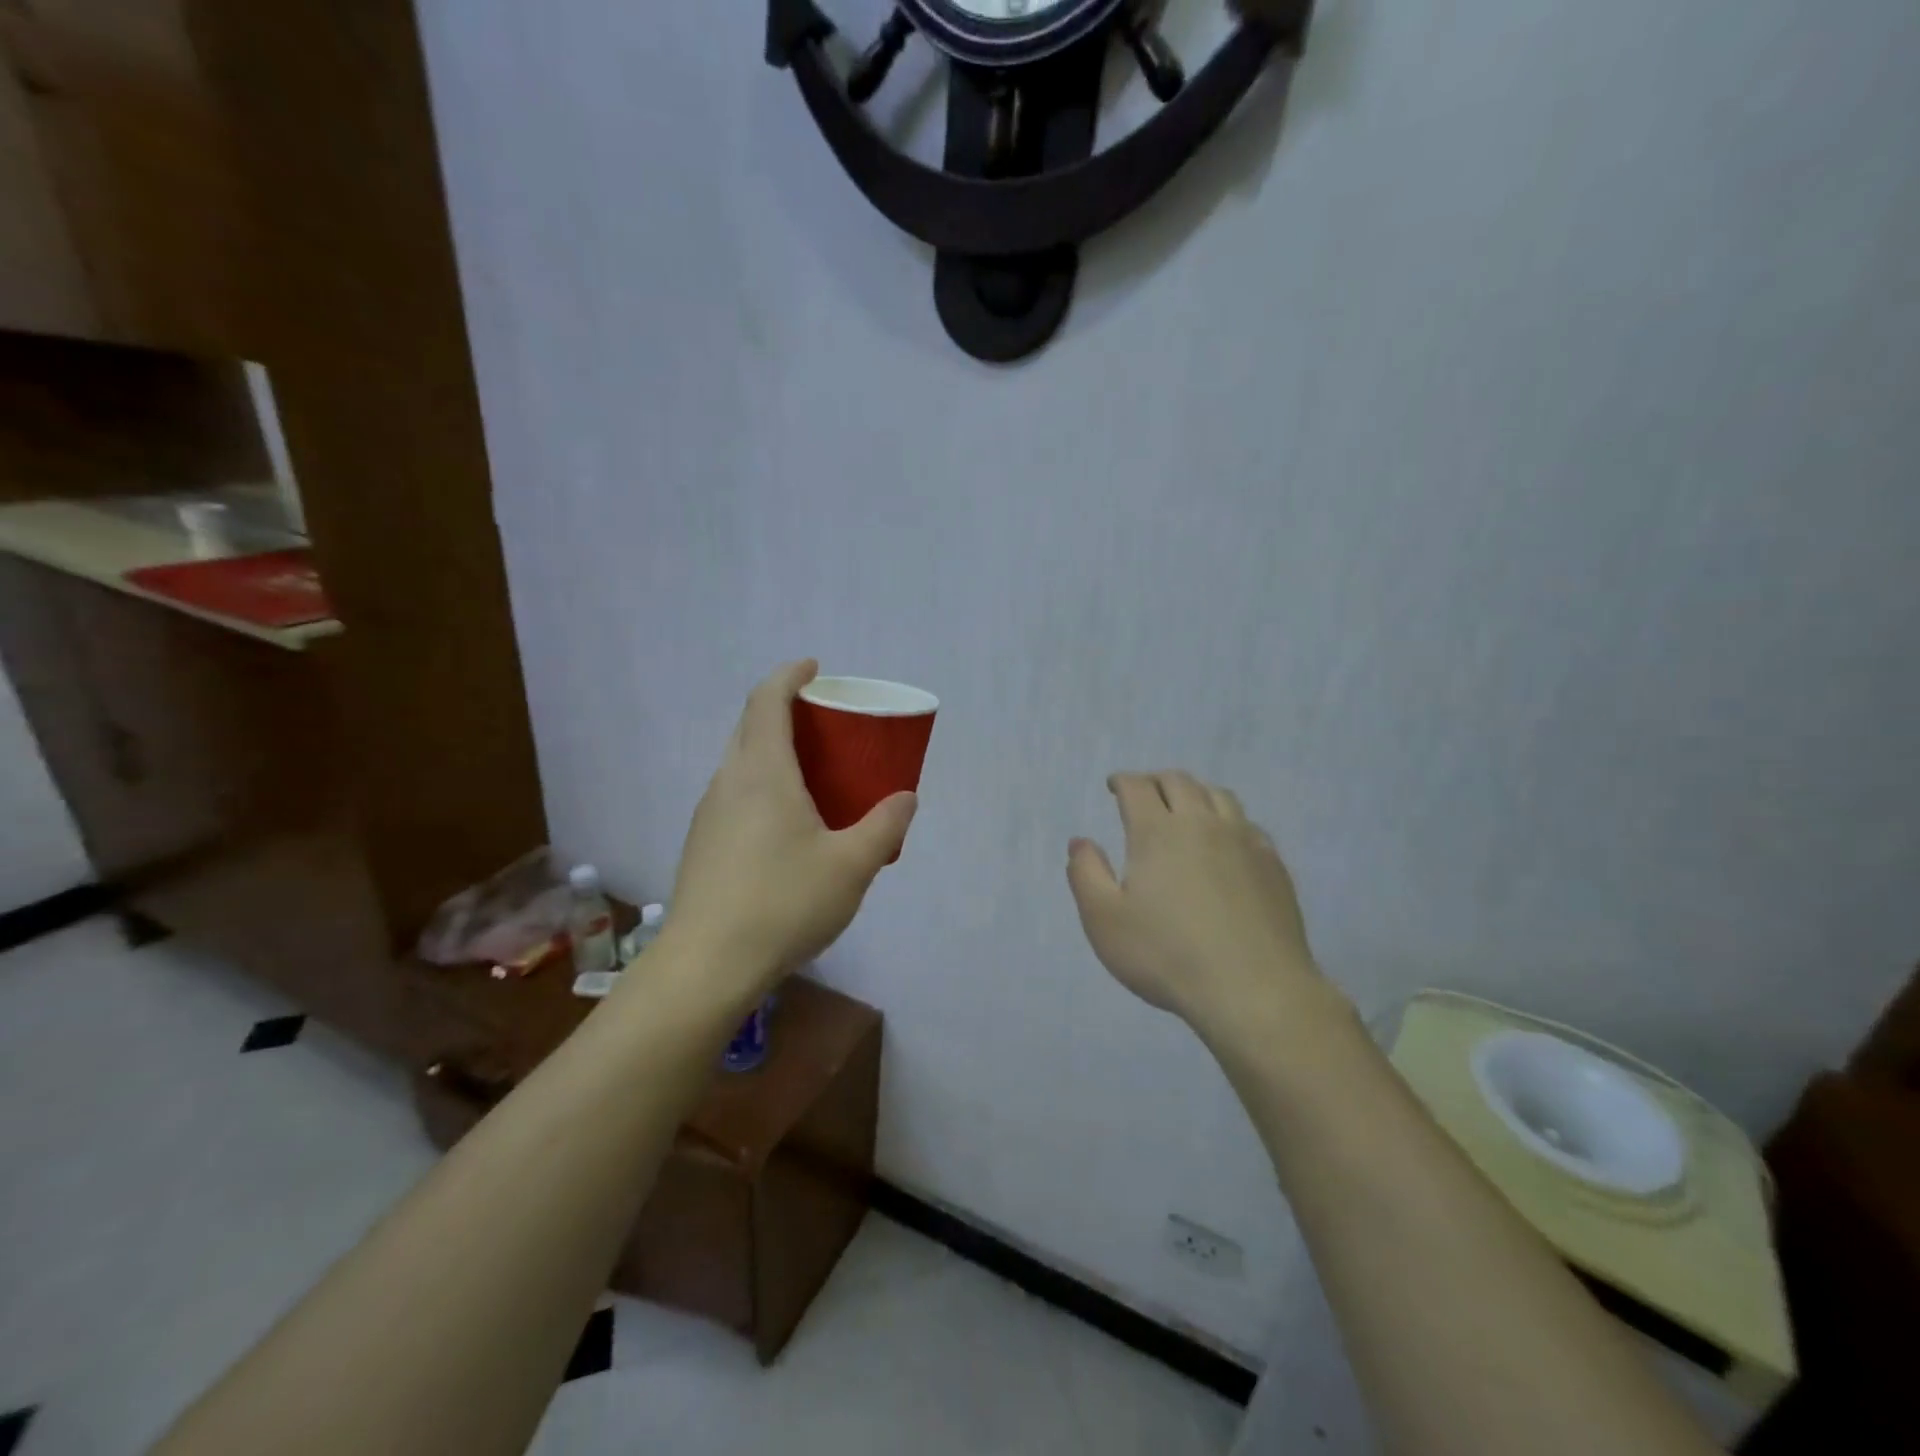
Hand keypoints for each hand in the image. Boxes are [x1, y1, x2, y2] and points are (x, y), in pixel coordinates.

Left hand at [663, 660, 915, 1000]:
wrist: (707, 964)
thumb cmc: (784, 902)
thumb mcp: (852, 865)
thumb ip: (884, 826)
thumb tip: (906, 798)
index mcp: (763, 772)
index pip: (767, 700)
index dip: (788, 675)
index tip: (813, 667)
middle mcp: (729, 782)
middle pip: (750, 726)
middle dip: (782, 709)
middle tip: (822, 721)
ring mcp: (709, 814)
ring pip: (739, 761)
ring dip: (770, 749)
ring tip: (810, 771)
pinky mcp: (702, 844)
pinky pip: (735, 793)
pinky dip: (761, 783)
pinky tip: (785, 823)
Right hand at [1067, 771, 1337, 1040]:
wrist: (1253, 990)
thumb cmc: (1166, 955)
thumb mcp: (1104, 920)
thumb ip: (1086, 874)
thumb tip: (1080, 842)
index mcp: (1156, 832)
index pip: (1137, 787)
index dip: (1122, 781)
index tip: (1113, 786)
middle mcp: (1201, 824)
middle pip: (1179, 782)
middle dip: (1156, 781)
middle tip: (1144, 792)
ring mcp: (1243, 841)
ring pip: (1219, 796)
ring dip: (1195, 792)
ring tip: (1185, 807)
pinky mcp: (1273, 864)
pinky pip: (1248, 824)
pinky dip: (1228, 819)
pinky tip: (1226, 841)